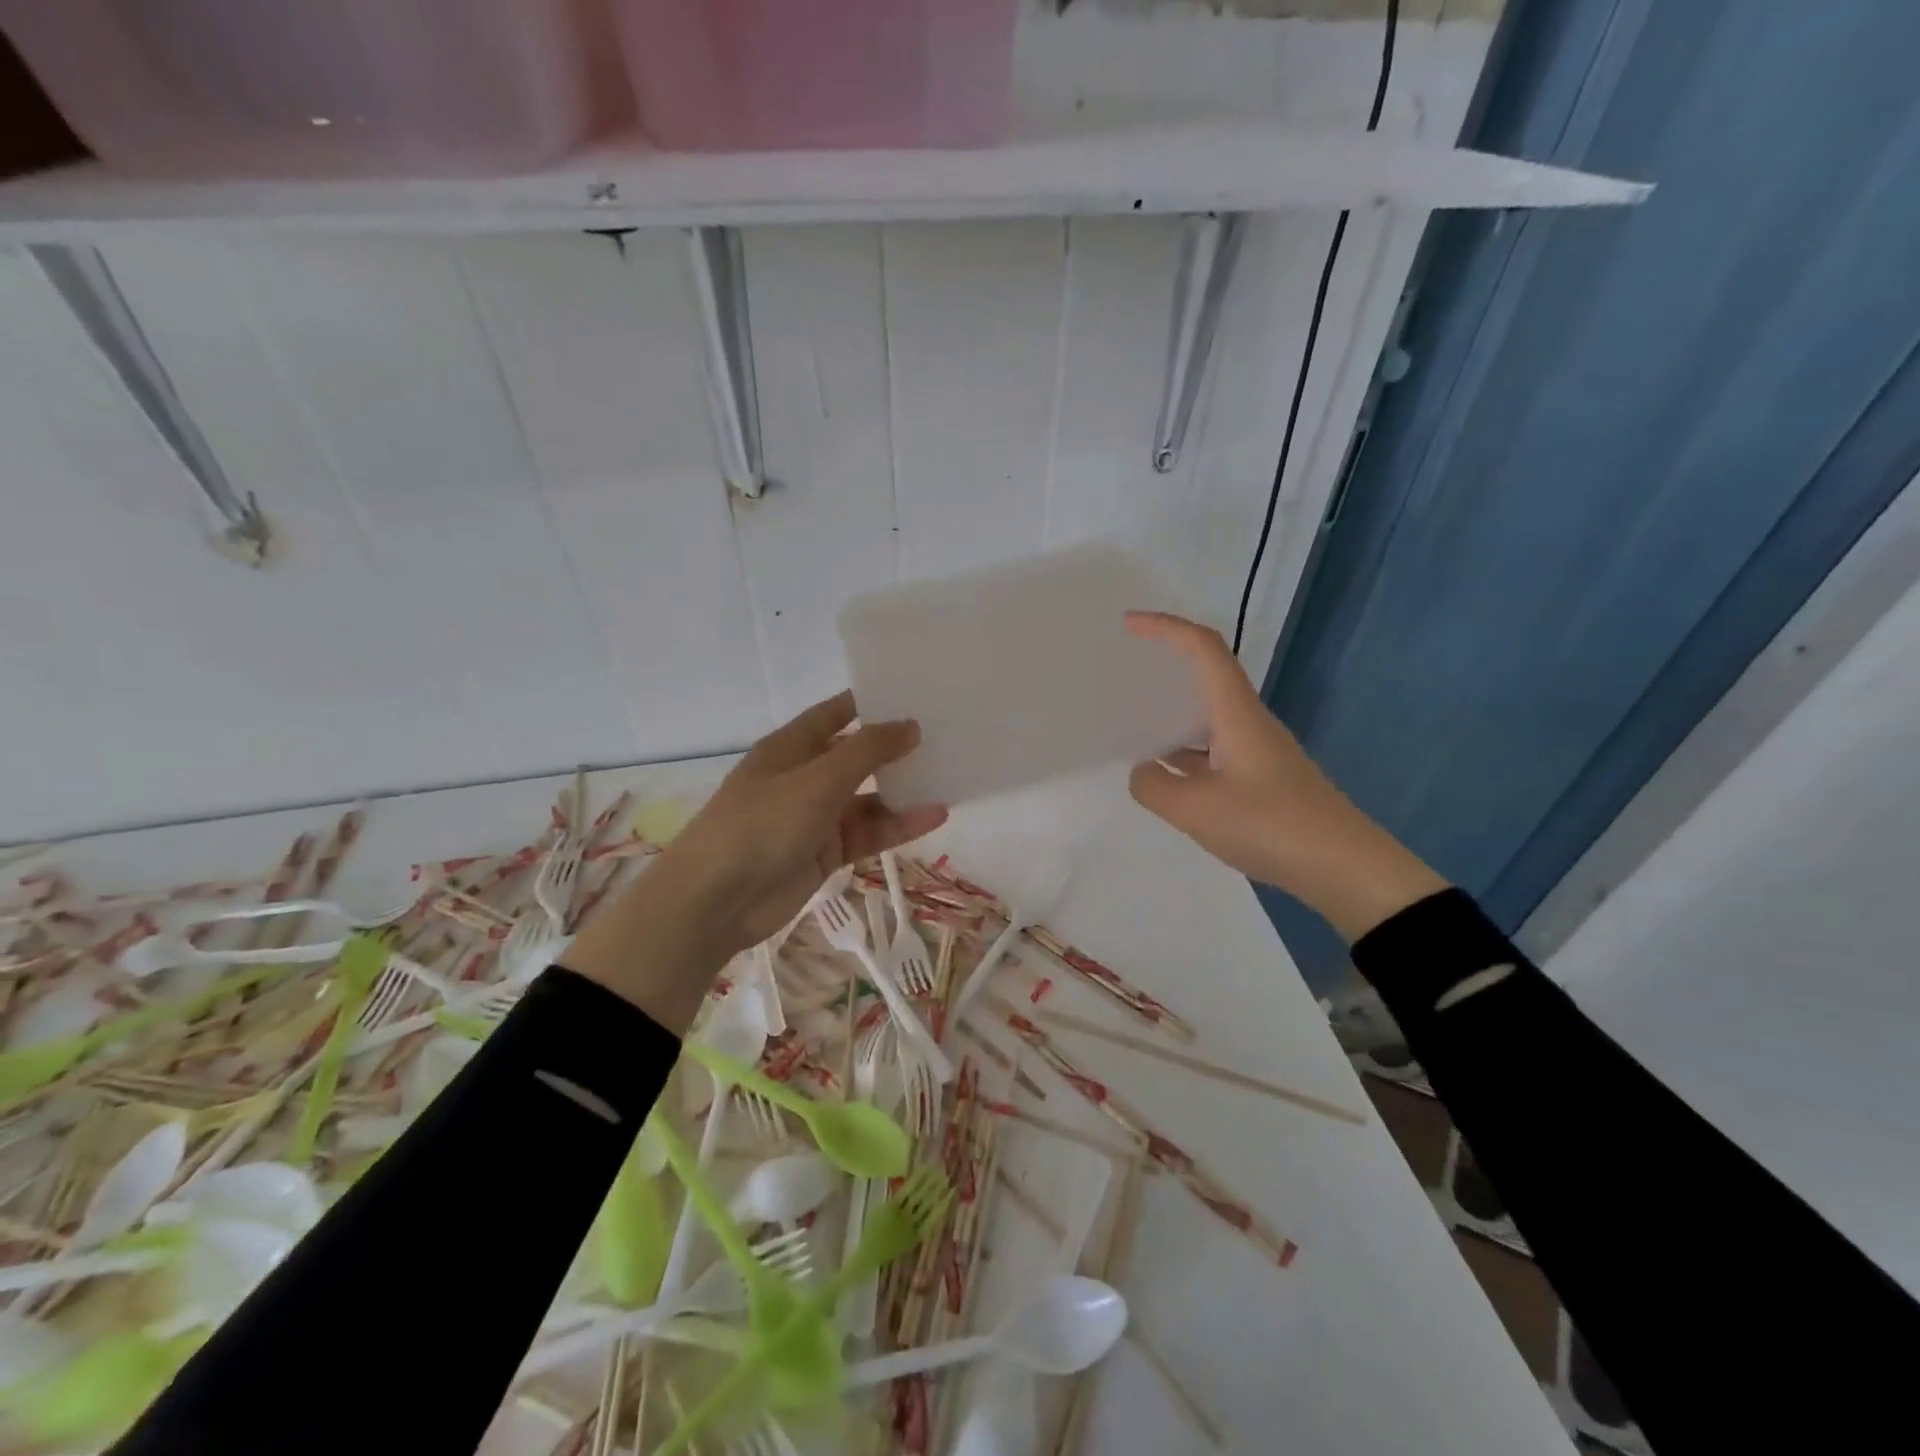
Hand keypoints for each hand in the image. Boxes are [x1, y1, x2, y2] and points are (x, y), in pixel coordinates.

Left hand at [565, 692, 946, 1029]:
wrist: (716, 901)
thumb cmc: (762, 824)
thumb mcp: (818, 780)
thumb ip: (867, 751)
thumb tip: (911, 725)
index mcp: (792, 746)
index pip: (837, 713)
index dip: (872, 702)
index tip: (917, 694)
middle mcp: (805, 776)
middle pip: (858, 755)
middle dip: (896, 748)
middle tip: (947, 735)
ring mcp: (815, 816)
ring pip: (869, 797)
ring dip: (903, 790)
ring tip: (950, 776)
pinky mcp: (825, 851)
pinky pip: (868, 831)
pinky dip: (898, 825)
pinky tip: (934, 815)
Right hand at [1124, 612, 1446, 941]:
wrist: (1345, 868)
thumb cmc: (1272, 826)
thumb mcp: (1196, 810)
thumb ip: (1155, 786)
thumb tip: (1144, 771)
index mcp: (1237, 714)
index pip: (1203, 649)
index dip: (1165, 628)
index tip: (1128, 625)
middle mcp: (1249, 723)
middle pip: (1208, 675)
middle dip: (1166, 665)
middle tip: (1125, 672)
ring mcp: (1258, 752)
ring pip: (1209, 718)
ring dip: (1173, 714)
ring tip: (1132, 725)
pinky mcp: (1262, 779)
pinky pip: (1214, 750)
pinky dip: (1185, 752)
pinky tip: (1166, 776)